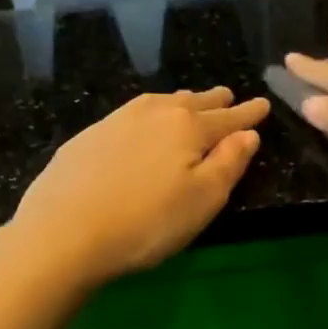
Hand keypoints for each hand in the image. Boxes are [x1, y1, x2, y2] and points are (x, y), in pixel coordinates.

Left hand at [11, 86, 269, 285]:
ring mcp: (117, 120)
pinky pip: (133, 113)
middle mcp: (154, 113)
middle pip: (193, 103)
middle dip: (215, 101)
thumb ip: (229, 164)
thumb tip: (248, 134)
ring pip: (161, 103)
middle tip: (228, 96)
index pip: (228, 118)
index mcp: (188, 128)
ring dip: (182, 101)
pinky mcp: (89, 135)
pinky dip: (150, 113)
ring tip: (192, 101)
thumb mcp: (203, 200)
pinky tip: (144, 122)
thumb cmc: (147, 223)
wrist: (64, 232)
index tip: (263, 104)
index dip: (248, 114)